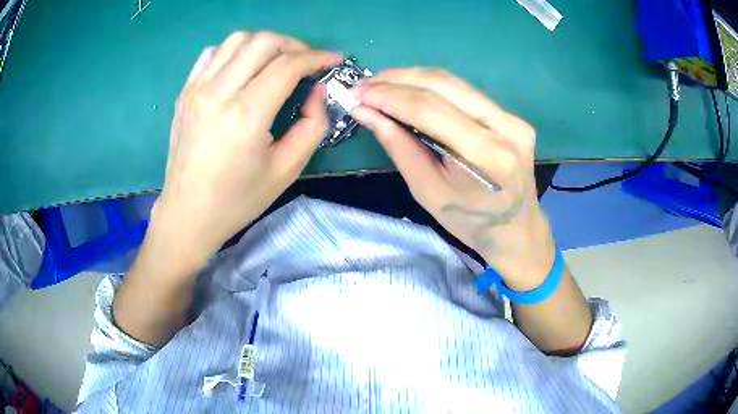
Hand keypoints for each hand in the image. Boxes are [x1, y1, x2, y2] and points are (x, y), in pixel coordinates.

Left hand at [150, 32, 340, 266]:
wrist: (188, 213)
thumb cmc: (237, 199)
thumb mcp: (287, 170)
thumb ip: (313, 126)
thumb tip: (317, 90)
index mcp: (246, 114)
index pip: (288, 65)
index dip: (317, 57)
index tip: (333, 60)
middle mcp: (219, 92)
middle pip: (263, 42)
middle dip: (294, 45)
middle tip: (306, 62)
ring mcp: (197, 89)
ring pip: (237, 40)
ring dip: (264, 43)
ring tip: (276, 61)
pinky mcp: (185, 93)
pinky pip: (212, 53)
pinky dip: (234, 51)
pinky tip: (242, 69)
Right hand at [352, 68, 554, 289]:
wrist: (516, 229)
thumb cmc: (470, 222)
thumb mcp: (427, 191)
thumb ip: (398, 146)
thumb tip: (365, 111)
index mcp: (486, 156)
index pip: (430, 110)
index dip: (389, 96)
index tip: (357, 93)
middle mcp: (505, 127)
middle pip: (443, 85)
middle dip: (397, 80)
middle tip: (365, 84)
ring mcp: (512, 118)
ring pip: (454, 82)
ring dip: (412, 78)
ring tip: (381, 84)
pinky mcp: (511, 115)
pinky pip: (465, 91)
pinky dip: (431, 86)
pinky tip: (409, 89)